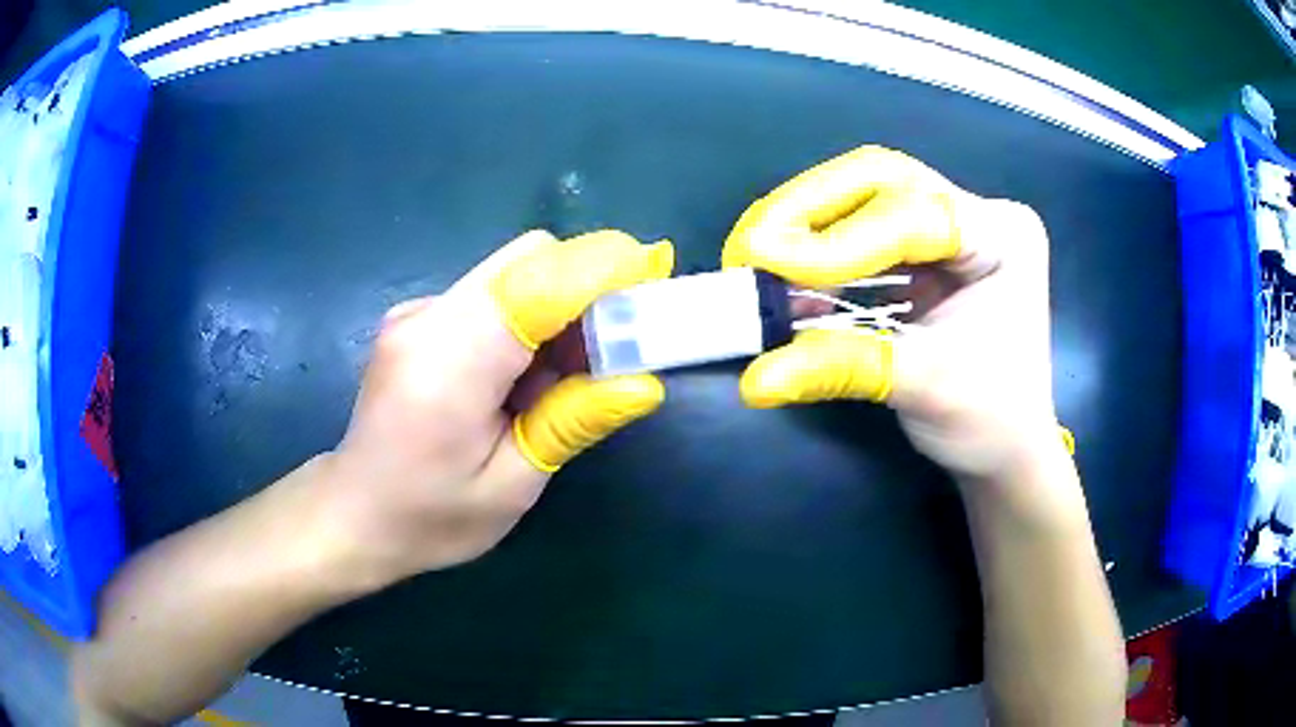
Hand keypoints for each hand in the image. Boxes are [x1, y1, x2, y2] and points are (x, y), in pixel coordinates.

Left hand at [321, 229, 673, 584]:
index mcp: (449, 363)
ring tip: (569, 376)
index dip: (602, 269)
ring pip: (512, 273)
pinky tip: (523, 377)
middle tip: (616, 346)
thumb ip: (571, 424)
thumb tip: (642, 381)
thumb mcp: (511, 486)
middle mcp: (429, 317)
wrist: (354, 513)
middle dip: (586, 284)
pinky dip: (526, 319)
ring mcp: (418, 311)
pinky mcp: (418, 317)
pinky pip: (490, 294)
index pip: (537, 283)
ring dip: (558, 306)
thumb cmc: (430, 517)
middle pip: (527, 259)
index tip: (656, 274)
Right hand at [723, 146, 1063, 484]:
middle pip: (881, 178)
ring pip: (863, 193)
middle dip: (808, 207)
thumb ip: (843, 369)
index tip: (764, 264)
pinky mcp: (922, 247)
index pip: (911, 214)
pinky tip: (780, 271)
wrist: (1007, 444)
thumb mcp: (923, 390)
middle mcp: (977, 212)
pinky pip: (857, 225)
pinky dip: (814, 246)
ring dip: (802, 220)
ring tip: (753, 256)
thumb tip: (757, 379)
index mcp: (1002, 235)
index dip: (836, 241)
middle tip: (750, 246)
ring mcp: (950, 223)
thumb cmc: (988, 419)